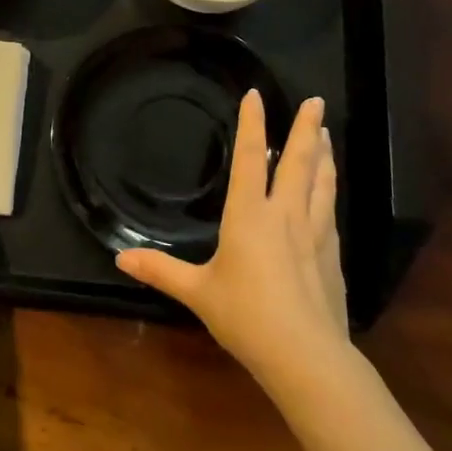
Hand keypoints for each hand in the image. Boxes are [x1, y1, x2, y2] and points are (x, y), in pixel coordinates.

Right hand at [116, 92, 349, 388]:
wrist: (306, 355)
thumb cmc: (245, 316)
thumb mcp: (197, 292)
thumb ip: (160, 271)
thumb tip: (119, 259)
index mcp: (249, 216)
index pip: (250, 158)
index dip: (252, 125)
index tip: (256, 96)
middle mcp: (285, 215)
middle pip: (298, 161)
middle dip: (306, 128)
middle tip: (316, 101)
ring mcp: (314, 233)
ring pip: (322, 182)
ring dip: (323, 154)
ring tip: (326, 134)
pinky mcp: (331, 255)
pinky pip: (330, 210)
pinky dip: (329, 190)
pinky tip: (330, 190)